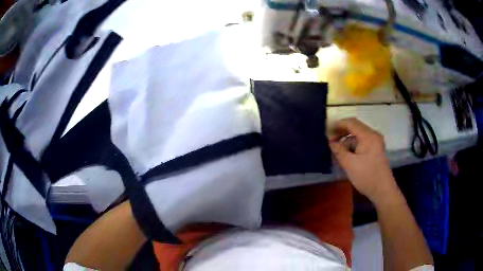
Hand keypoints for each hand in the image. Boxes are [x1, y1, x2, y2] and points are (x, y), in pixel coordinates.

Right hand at [329, 118, 398, 203]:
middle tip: (330, 140)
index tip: (327, 131)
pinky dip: (353, 145)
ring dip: (347, 140)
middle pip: (355, 127)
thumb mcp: (349, 164)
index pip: (351, 122)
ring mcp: (376, 142)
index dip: (337, 125)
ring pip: (358, 135)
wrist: (383, 191)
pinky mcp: (376, 149)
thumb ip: (339, 150)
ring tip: (337, 149)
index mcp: (368, 136)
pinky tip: (346, 154)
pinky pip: (362, 142)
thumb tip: (331, 141)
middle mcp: (373, 135)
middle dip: (342, 132)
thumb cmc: (366, 176)